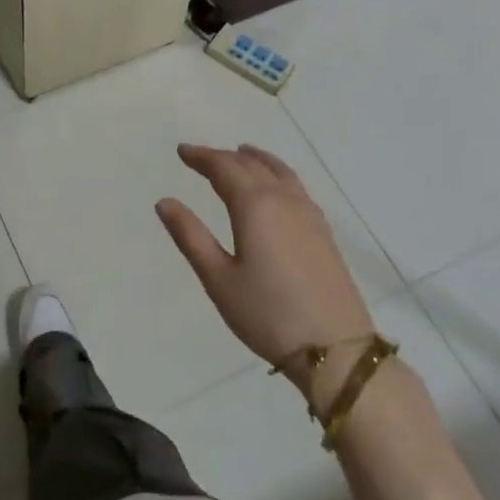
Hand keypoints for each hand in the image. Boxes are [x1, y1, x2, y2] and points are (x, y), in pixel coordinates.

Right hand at [155, 144, 375, 396]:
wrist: (335, 348)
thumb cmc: (267, 314)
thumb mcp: (218, 278)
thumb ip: (190, 236)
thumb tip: (165, 202)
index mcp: (255, 206)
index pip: (224, 168)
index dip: (202, 157)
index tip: (182, 151)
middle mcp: (284, 200)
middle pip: (252, 165)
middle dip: (224, 157)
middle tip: (201, 157)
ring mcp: (309, 215)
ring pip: (280, 172)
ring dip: (256, 159)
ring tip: (242, 154)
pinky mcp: (324, 232)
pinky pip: (296, 187)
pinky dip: (278, 174)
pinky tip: (277, 188)